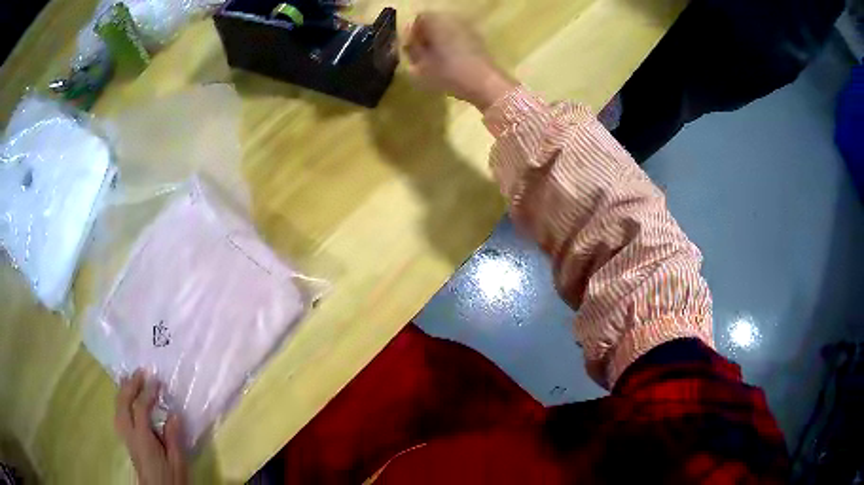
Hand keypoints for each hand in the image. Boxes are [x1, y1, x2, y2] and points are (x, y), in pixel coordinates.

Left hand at [115, 370, 187, 484]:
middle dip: (130, 385)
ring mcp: (125, 436)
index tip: (157, 380)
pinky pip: (118, 414)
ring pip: (117, 408)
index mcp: (142, 439)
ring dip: (122, 391)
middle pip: (123, 403)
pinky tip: (124, 398)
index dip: (147, 392)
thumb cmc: (171, 479)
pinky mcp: (126, 440)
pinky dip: (120, 401)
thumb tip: (173, 414)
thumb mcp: (178, 462)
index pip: (140, 408)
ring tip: (129, 378)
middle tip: (141, 372)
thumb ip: (173, 438)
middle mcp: (129, 434)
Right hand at [404, 12, 516, 110]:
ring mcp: (467, 29)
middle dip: (426, 36)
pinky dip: (451, 46)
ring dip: (438, 42)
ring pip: (446, 30)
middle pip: (434, 23)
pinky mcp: (478, 40)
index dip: (413, 33)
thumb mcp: (422, 64)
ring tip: (435, 61)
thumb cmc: (449, 73)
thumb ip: (412, 49)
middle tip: (421, 55)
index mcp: (437, 21)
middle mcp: (453, 20)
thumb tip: (408, 42)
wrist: (485, 83)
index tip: (411, 48)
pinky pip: (458, 38)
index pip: (419, 18)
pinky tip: (450, 63)